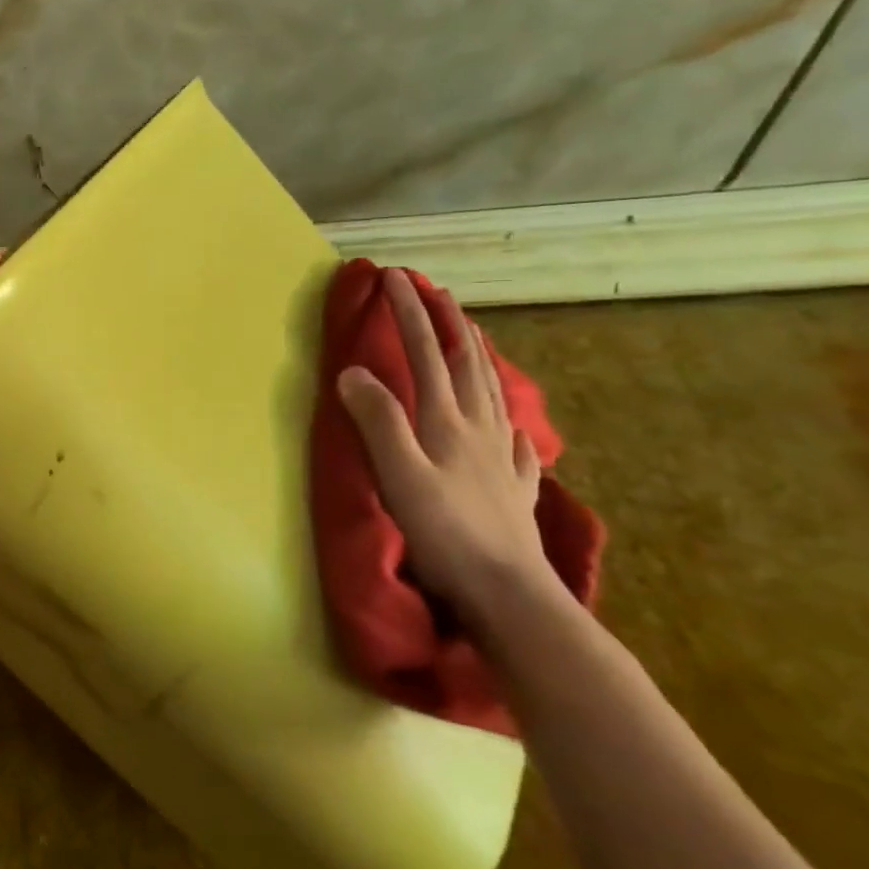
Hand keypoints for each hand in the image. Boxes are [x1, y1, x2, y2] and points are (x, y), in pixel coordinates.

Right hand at [335, 268, 553, 619]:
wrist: (509, 592)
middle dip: (446, 321)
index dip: (409, 312)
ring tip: (470, 336)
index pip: (425, 352)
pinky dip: (510, 419)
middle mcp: (479, 428)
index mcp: (447, 420)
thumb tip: (353, 371)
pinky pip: (516, 439)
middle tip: (434, 290)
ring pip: (493, 391)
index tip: (394, 276)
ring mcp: (501, 456)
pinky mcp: (513, 486)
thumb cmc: (444, 532)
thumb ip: (377, 420)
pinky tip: (514, 425)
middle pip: (465, 362)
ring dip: (478, 355)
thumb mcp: (398, 473)